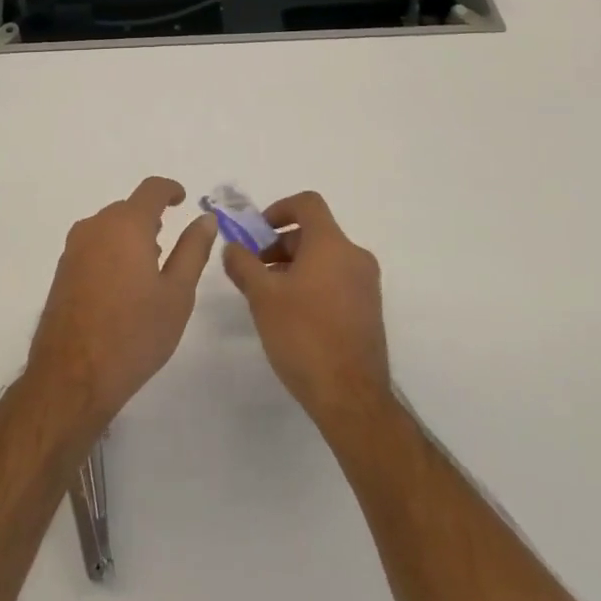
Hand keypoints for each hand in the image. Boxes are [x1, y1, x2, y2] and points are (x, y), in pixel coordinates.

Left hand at [25, 178, 215, 440]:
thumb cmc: (134, 334)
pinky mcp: (63, 271)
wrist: (72, 377)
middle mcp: (95, 227)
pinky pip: (94, 247)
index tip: (183, 199)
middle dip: (152, 220)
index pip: (151, 189)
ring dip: (131, 238)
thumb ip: (193, 250)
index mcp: (126, 225)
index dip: (170, 189)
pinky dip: (113, 253)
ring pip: (110, 228)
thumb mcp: (177, 293)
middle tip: (173, 248)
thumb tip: (205, 218)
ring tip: (152, 270)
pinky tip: (124, 288)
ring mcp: (74, 249)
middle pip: (129, 209)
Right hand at [222, 191, 391, 432]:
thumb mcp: (262, 297)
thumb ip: (243, 265)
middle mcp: (354, 257)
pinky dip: (312, 283)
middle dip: (279, 245)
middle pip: (314, 233)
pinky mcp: (368, 310)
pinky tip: (292, 315)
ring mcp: (366, 285)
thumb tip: (233, 247)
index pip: (308, 203)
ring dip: (294, 266)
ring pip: (325, 259)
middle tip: (254, 270)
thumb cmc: (304, 336)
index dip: (279, 208)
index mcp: (332, 244)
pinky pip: (336, 280)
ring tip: (268, 296)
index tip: (257, 232)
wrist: (351, 396)